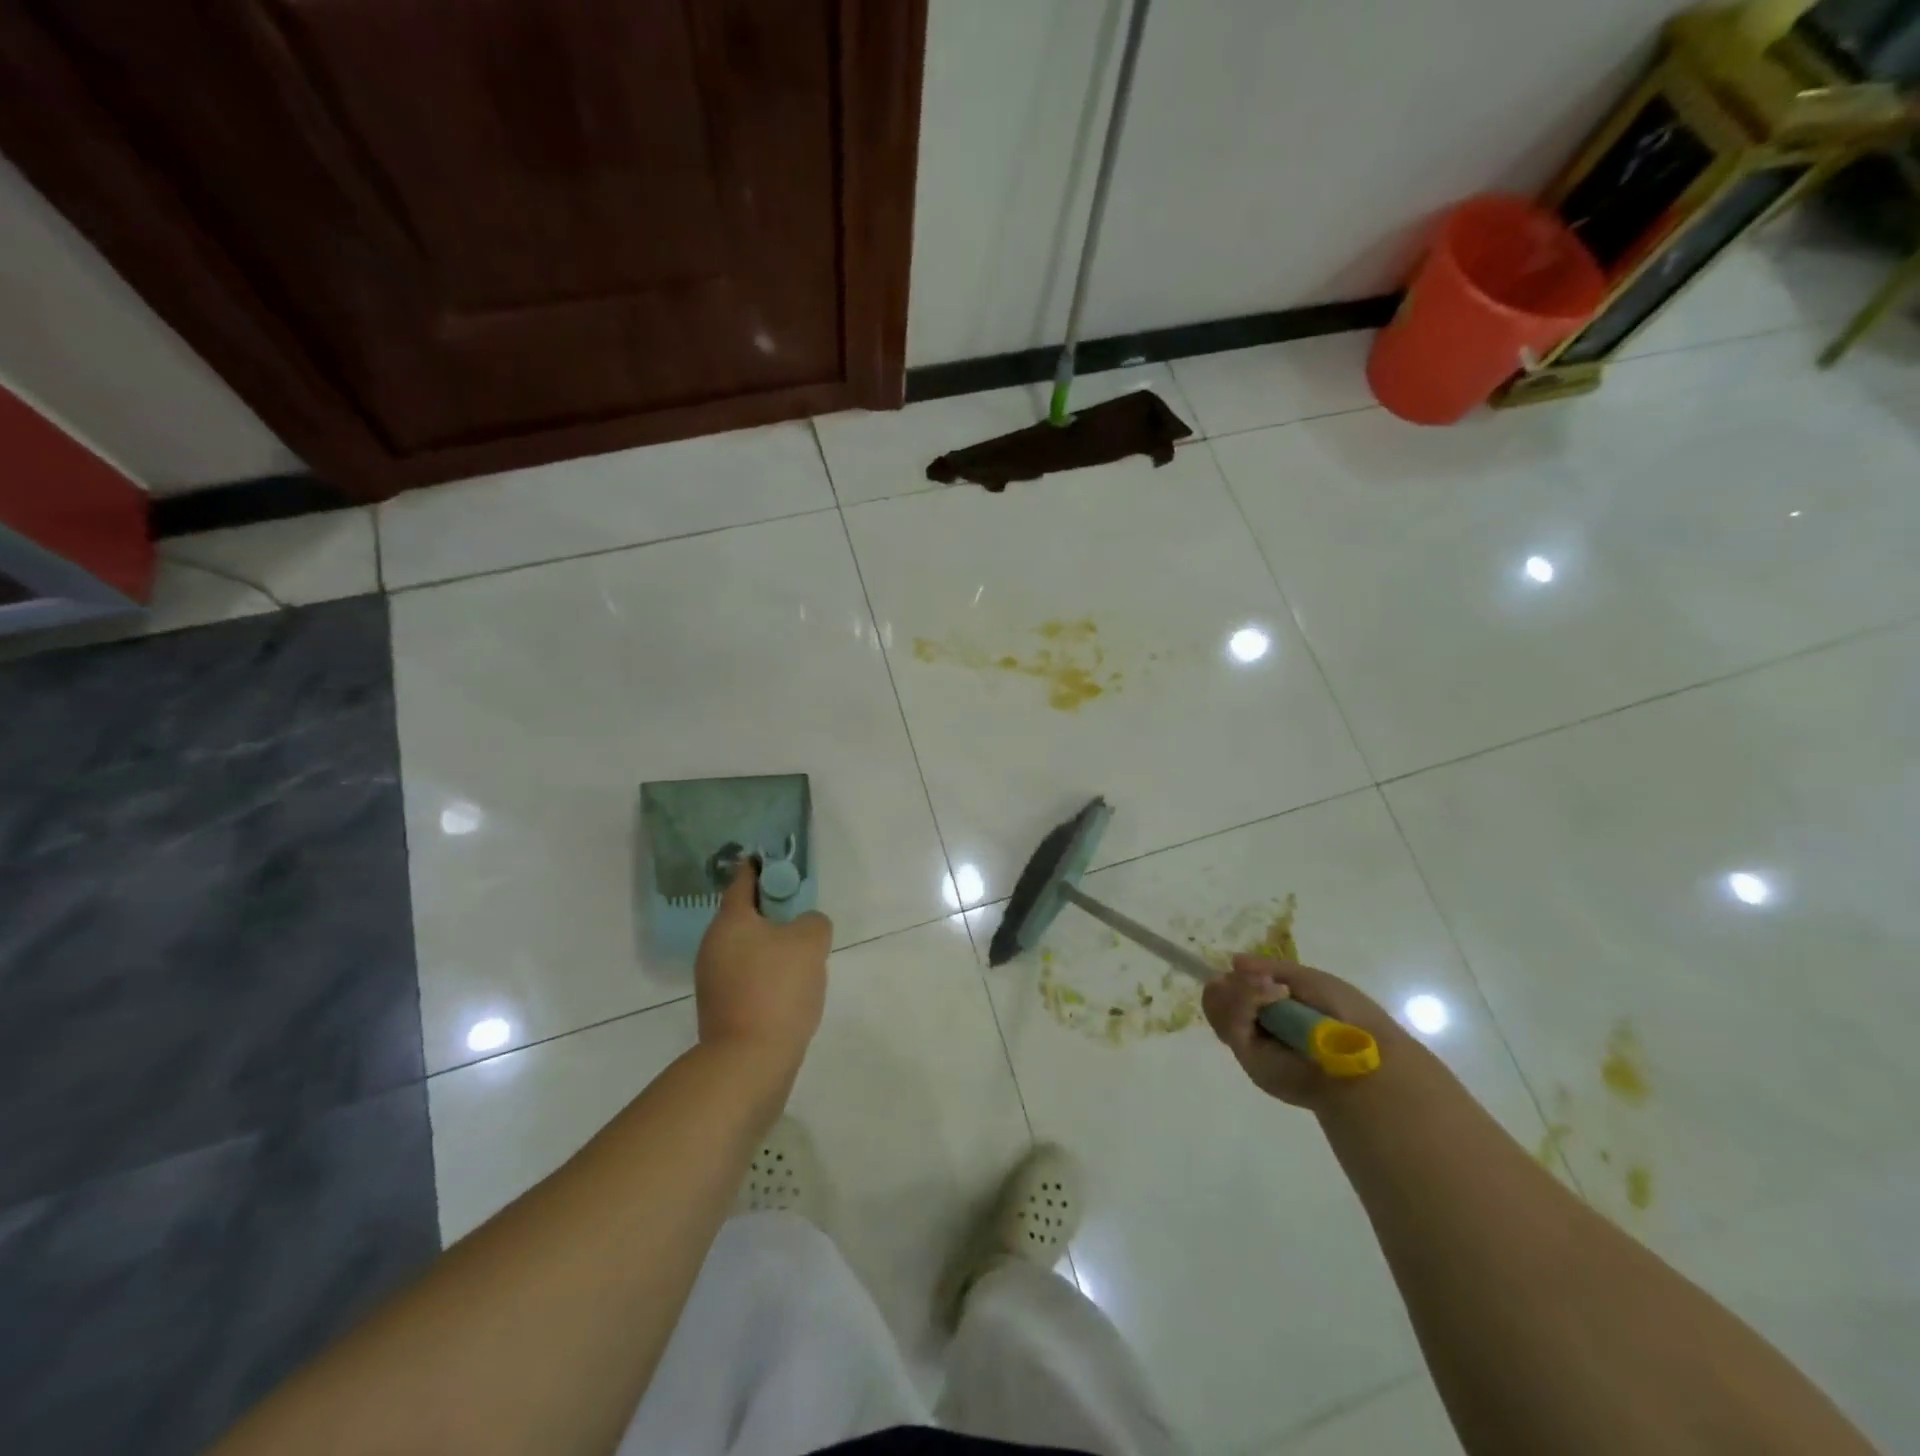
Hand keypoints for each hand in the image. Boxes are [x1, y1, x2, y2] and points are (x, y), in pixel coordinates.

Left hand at [693, 860, 831, 1081]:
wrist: (749, 1062)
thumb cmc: (777, 989)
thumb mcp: (810, 941)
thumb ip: (813, 921)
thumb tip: (804, 927)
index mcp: (730, 921)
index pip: (743, 880)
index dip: (763, 867)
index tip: (782, 864)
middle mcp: (713, 945)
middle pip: (746, 915)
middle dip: (774, 912)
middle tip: (805, 917)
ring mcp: (713, 979)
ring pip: (747, 948)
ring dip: (772, 946)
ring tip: (804, 957)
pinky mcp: (721, 1008)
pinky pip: (747, 976)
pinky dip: (767, 974)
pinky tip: (790, 988)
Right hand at [1202, 956, 1403, 1109]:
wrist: (1361, 1057)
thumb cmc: (1345, 1014)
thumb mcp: (1308, 979)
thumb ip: (1269, 968)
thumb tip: (1234, 961)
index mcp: (1273, 1011)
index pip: (1233, 989)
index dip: (1236, 978)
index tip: (1248, 970)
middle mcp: (1257, 1027)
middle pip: (1218, 996)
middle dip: (1236, 982)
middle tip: (1262, 981)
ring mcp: (1250, 1042)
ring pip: (1216, 1004)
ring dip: (1240, 989)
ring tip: (1272, 990)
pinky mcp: (1246, 1056)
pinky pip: (1228, 1020)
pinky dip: (1244, 1000)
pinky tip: (1273, 996)